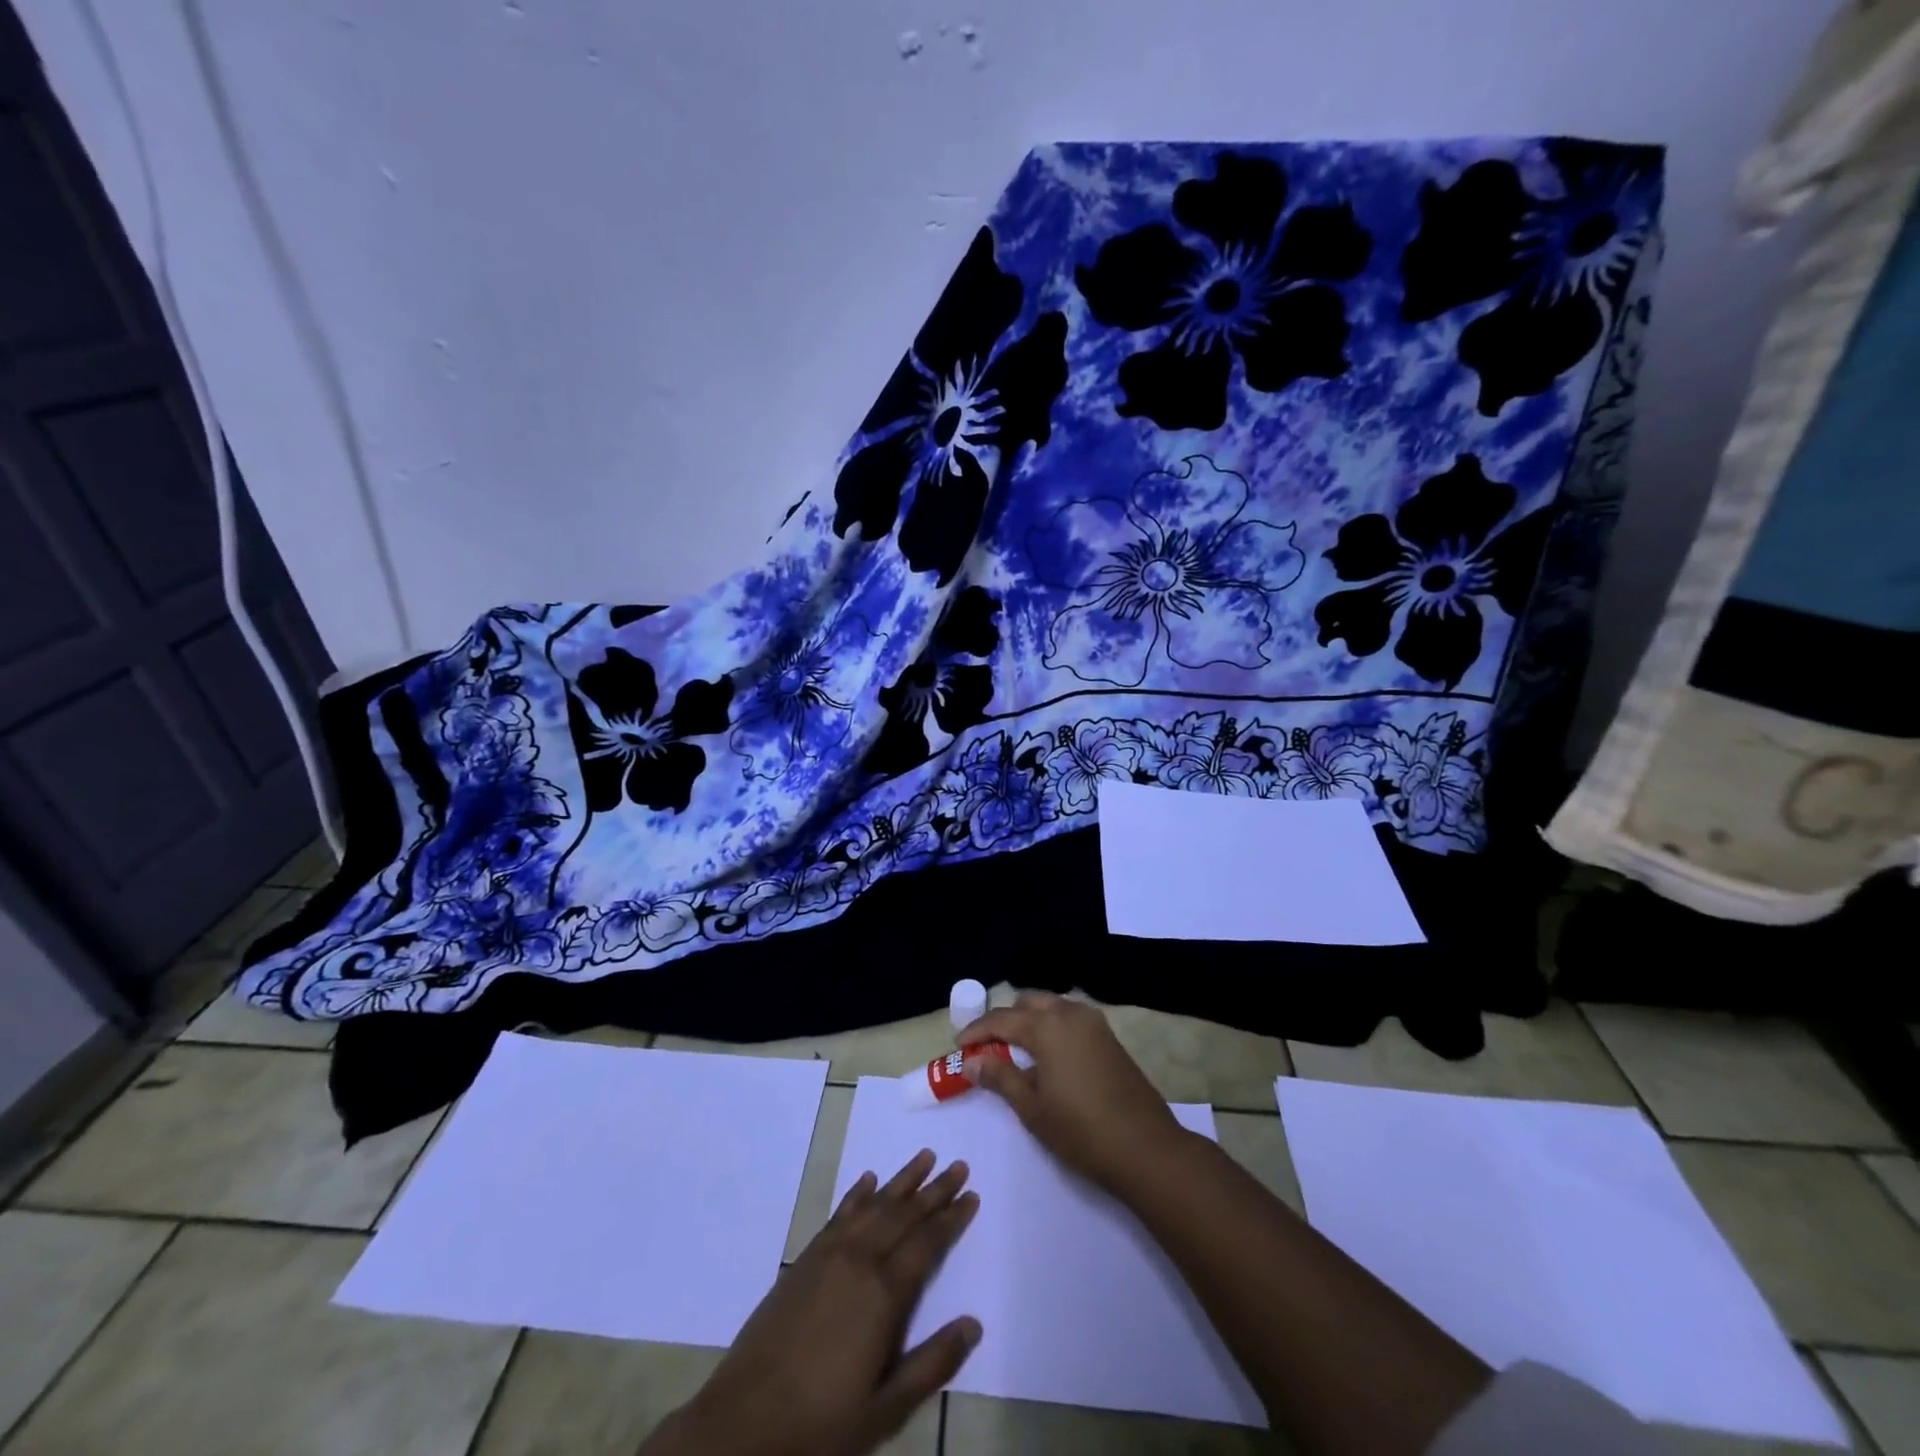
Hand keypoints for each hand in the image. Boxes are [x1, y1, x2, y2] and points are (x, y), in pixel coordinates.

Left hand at [642, 1150, 979, 1455]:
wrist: (742, 1423)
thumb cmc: (821, 1424)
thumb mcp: (885, 1409)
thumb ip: (932, 1364)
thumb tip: (973, 1324)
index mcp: (884, 1294)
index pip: (927, 1243)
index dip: (952, 1218)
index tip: (972, 1194)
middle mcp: (860, 1260)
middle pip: (905, 1214)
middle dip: (934, 1190)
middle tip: (959, 1165)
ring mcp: (829, 1254)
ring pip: (875, 1205)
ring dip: (902, 1181)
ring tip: (925, 1157)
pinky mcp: (805, 1258)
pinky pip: (840, 1214)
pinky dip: (858, 1194)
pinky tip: (869, 1179)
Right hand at [958, 991, 1185, 1192]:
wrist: (1145, 1147)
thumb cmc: (1081, 1131)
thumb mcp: (1032, 1108)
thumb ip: (1001, 1078)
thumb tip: (972, 1062)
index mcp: (1047, 1026)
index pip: (1001, 1019)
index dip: (977, 1032)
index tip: (959, 1047)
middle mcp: (1070, 1013)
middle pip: (1028, 1002)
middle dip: (1005, 1019)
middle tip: (989, 1047)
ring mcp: (1094, 1023)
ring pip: (1052, 1006)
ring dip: (1030, 1020)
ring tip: (1016, 1050)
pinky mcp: (1109, 1037)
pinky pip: (1071, 1018)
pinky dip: (1052, 1026)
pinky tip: (1048, 1055)